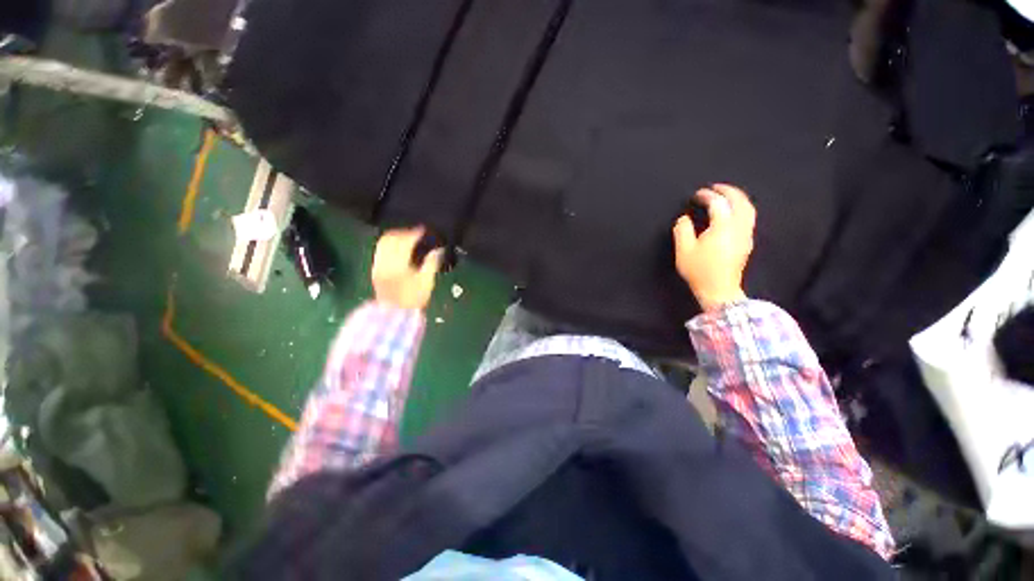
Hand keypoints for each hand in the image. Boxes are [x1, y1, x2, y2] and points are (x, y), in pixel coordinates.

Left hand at [371, 227, 443, 309]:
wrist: (395, 314)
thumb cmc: (413, 299)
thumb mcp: (426, 281)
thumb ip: (431, 263)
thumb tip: (438, 249)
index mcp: (398, 264)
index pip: (405, 241)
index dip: (415, 233)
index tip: (424, 230)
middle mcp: (385, 261)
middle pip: (391, 238)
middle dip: (404, 232)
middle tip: (416, 232)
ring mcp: (378, 265)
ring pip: (383, 243)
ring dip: (395, 237)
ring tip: (407, 237)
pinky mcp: (375, 270)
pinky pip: (380, 250)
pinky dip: (388, 245)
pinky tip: (397, 248)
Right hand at [673, 184, 755, 311]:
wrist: (719, 290)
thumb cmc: (699, 271)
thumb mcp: (684, 251)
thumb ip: (682, 230)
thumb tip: (684, 219)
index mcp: (722, 227)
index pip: (718, 203)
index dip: (707, 196)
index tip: (697, 194)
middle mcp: (739, 228)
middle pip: (740, 202)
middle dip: (728, 191)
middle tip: (715, 187)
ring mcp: (746, 235)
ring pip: (749, 209)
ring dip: (738, 198)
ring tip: (726, 195)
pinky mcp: (747, 242)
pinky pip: (749, 217)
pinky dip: (742, 208)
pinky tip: (733, 212)